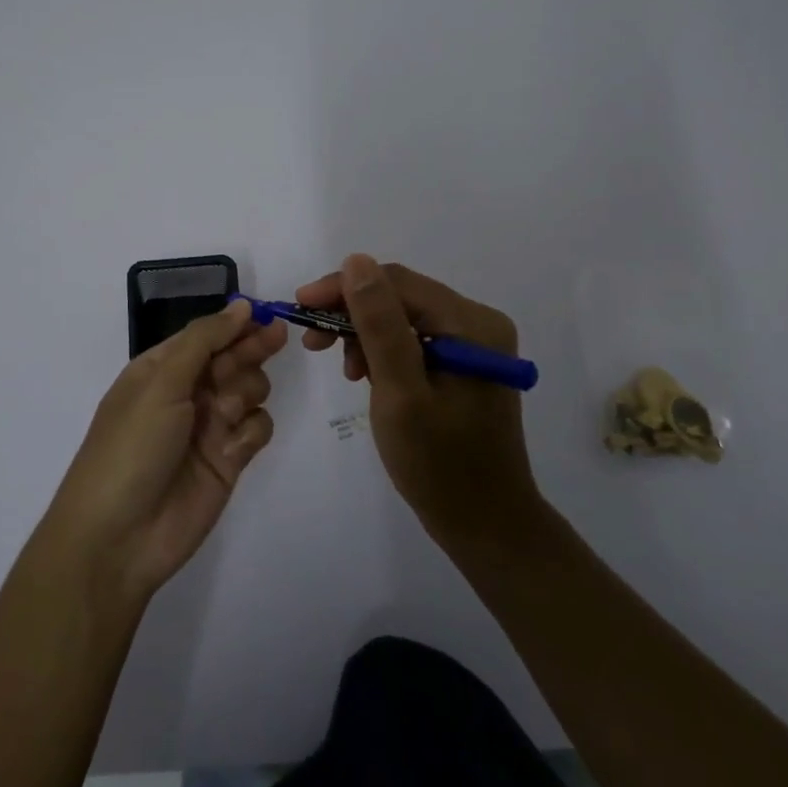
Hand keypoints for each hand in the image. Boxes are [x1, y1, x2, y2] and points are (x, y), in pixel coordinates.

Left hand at [45, 300, 287, 604]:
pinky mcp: (229, 461)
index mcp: (160, 370)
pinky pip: (256, 428)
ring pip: (249, 390)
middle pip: (232, 358)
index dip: (233, 323)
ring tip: (225, 411)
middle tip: (277, 337)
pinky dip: (250, 431)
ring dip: (245, 391)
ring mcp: (209, 428)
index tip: (263, 313)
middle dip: (251, 348)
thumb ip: (203, 341)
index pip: (205, 336)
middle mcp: (186, 393)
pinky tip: (234, 447)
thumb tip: (240, 306)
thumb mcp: (160, 384)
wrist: (119, 538)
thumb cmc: (131, 448)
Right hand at [297, 255, 541, 547]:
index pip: (398, 283)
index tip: (301, 306)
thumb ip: (379, 324)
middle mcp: (478, 323)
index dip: (345, 287)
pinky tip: (367, 376)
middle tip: (313, 342)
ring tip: (345, 370)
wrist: (486, 525)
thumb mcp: (400, 393)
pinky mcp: (465, 364)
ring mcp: (474, 344)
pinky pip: (415, 340)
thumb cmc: (440, 465)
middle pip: (402, 297)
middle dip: (352, 313)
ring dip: (366, 334)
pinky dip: (384, 352)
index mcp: (472, 324)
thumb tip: (356, 261)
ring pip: (404, 317)